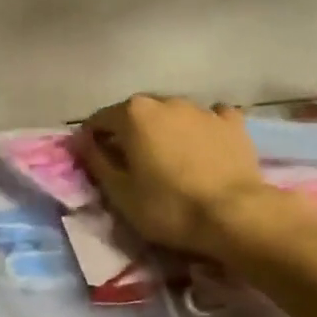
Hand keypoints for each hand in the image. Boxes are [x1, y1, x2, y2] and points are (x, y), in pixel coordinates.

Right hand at [76, 95, 270, 261]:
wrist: (235, 215)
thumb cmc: (169, 207)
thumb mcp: (121, 193)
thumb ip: (96, 161)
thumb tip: (82, 141)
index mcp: (133, 114)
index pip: (100, 120)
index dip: (92, 139)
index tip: (93, 161)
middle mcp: (165, 101)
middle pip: (137, 114)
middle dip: (130, 133)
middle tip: (132, 163)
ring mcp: (201, 109)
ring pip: (173, 114)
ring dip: (165, 130)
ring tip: (171, 159)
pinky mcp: (232, 122)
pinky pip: (211, 118)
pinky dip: (203, 128)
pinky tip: (206, 145)